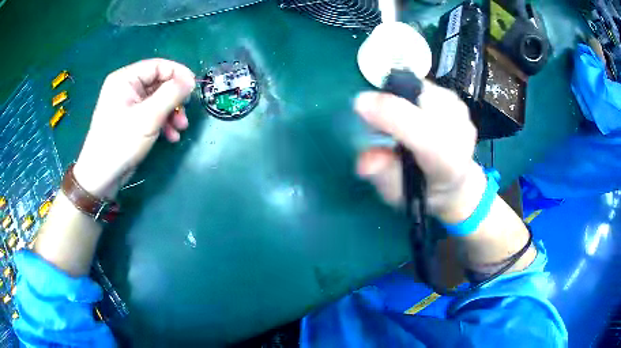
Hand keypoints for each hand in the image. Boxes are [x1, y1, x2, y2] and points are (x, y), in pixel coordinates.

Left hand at [74, 59, 195, 198]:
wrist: (101, 176)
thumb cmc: (121, 143)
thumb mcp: (149, 117)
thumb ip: (171, 94)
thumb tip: (190, 80)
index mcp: (125, 79)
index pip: (158, 66)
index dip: (178, 74)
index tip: (194, 89)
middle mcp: (126, 87)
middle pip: (158, 83)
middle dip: (175, 99)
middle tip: (185, 114)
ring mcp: (127, 104)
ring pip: (157, 100)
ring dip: (171, 113)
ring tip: (180, 129)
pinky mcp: (130, 119)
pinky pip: (151, 113)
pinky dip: (163, 122)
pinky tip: (171, 136)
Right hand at [355, 80, 484, 222]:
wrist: (454, 183)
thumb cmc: (422, 190)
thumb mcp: (397, 194)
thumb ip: (382, 176)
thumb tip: (365, 160)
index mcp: (448, 164)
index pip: (425, 135)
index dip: (391, 116)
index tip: (360, 105)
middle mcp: (462, 135)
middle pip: (423, 101)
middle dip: (391, 103)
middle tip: (376, 122)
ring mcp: (462, 115)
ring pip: (422, 89)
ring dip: (401, 100)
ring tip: (398, 123)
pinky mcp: (458, 102)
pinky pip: (426, 87)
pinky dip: (411, 96)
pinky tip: (413, 115)